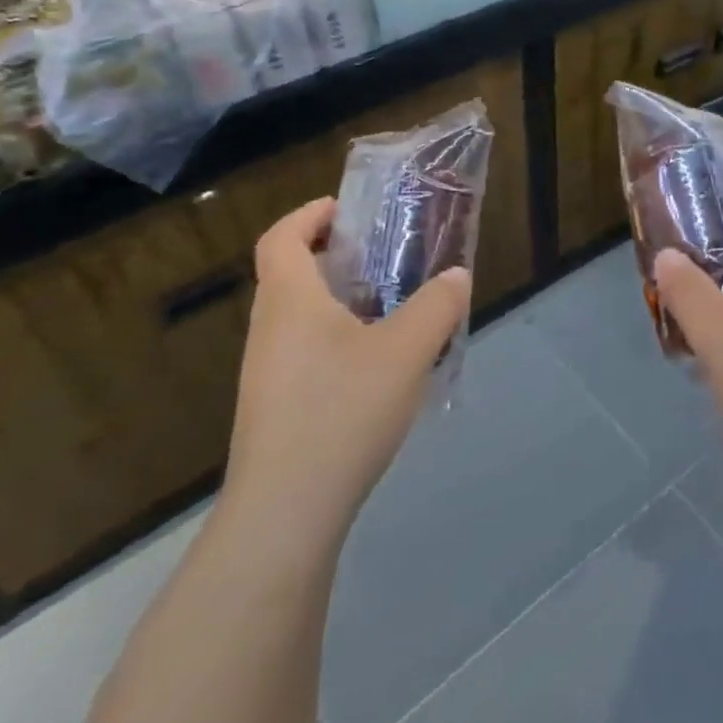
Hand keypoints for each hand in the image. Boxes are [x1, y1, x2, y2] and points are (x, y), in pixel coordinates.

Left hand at [221, 197, 471, 556]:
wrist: (286, 511)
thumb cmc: (342, 412)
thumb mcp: (406, 352)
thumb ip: (437, 307)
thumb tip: (457, 276)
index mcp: (290, 300)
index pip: (282, 236)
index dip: (310, 214)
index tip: (348, 212)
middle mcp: (268, 328)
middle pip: (289, 273)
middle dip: (332, 257)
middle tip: (382, 259)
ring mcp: (265, 371)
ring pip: (297, 317)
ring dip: (336, 301)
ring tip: (388, 311)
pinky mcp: (273, 407)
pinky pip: (302, 352)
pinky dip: (334, 340)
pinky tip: (374, 370)